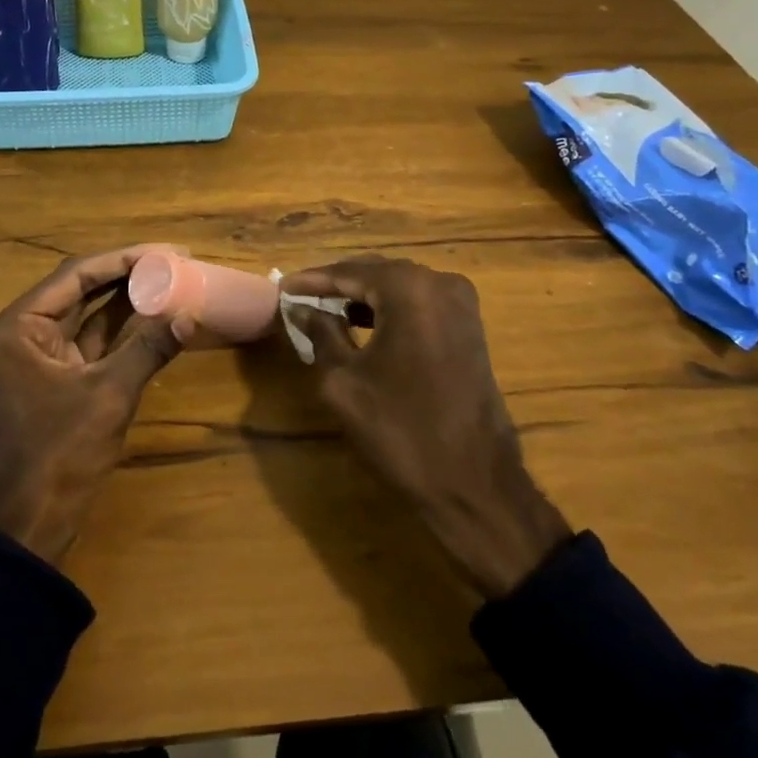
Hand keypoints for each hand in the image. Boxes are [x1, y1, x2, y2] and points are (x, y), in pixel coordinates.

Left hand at [0, 247, 186, 565]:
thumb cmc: (59, 455)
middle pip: (80, 289)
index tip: (166, 251)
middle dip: (127, 274)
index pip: (76, 274)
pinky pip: (89, 342)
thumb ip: (148, 349)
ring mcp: (36, 357)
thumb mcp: (108, 396)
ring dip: (125, 300)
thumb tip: (190, 316)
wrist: (28, 528)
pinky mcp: (54, 379)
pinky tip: (153, 317)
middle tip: (174, 261)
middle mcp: (22, 332)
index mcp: (18, 326)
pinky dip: (120, 331)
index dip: (124, 258)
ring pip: (86, 315)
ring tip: (169, 280)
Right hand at [281, 255, 571, 599]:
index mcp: (409, 289)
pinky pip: (419, 304)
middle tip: (301, 298)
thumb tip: (302, 309)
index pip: (348, 272)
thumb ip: (320, 334)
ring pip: (398, 287)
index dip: (312, 281)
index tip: (282, 288)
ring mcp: (462, 304)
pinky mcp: (470, 327)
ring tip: (325, 311)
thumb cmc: (401, 430)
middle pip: (376, 272)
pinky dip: (388, 310)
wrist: (475, 485)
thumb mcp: (344, 381)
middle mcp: (440, 283)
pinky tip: (362, 325)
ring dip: (362, 297)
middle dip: (338, 285)